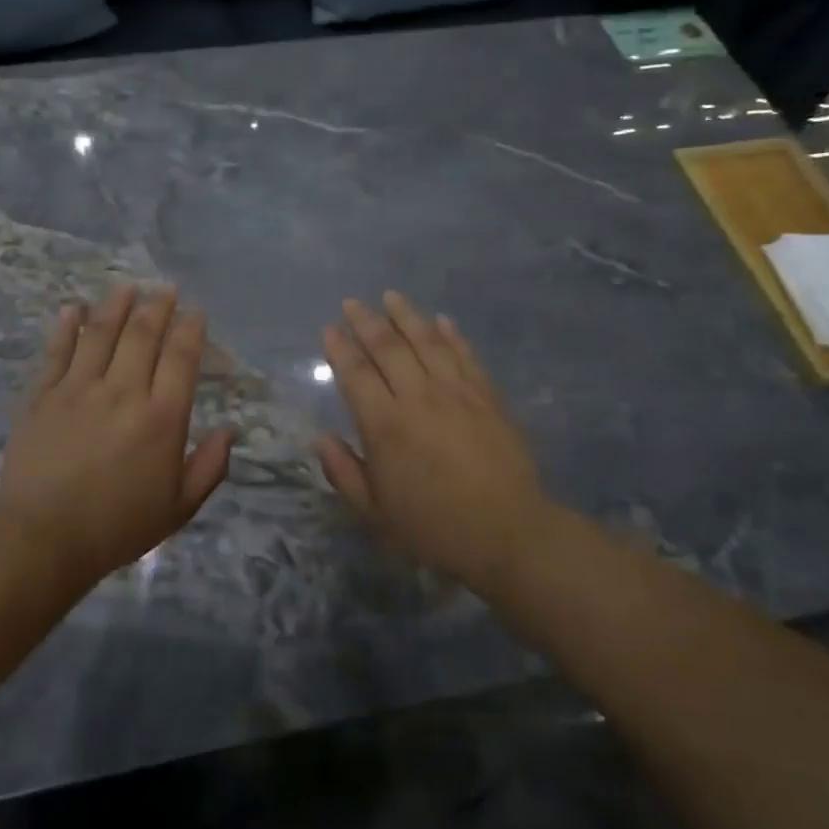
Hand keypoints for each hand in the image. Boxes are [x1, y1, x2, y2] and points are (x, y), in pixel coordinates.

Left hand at [0, 285, 234, 591]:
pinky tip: (74, 308)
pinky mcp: (42, 396)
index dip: (191, 329)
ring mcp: (78, 389)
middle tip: (164, 289)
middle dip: (158, 306)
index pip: (181, 357)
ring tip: (127, 287)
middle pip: (143, 334)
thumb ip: (210, 466)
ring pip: (101, 333)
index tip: (195, 312)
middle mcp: (123, 392)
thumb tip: (229, 430)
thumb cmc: (118, 526)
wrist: (43, 539)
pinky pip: (57, 351)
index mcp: (162, 417)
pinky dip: (67, 325)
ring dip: (116, 305)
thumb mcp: (180, 507)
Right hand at [318, 293, 554, 593]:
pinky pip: (465, 355)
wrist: (507, 532)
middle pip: (388, 347)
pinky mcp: (487, 395)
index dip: (339, 349)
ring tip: (391, 296)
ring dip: (406, 316)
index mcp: (384, 425)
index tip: (329, 329)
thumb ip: (344, 472)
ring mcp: (457, 392)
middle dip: (366, 321)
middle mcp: (418, 397)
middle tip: (352, 303)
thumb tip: (321, 438)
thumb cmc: (433, 526)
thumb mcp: (374, 512)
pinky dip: (451, 334)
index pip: (355, 374)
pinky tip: (441, 320)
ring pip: (427, 341)